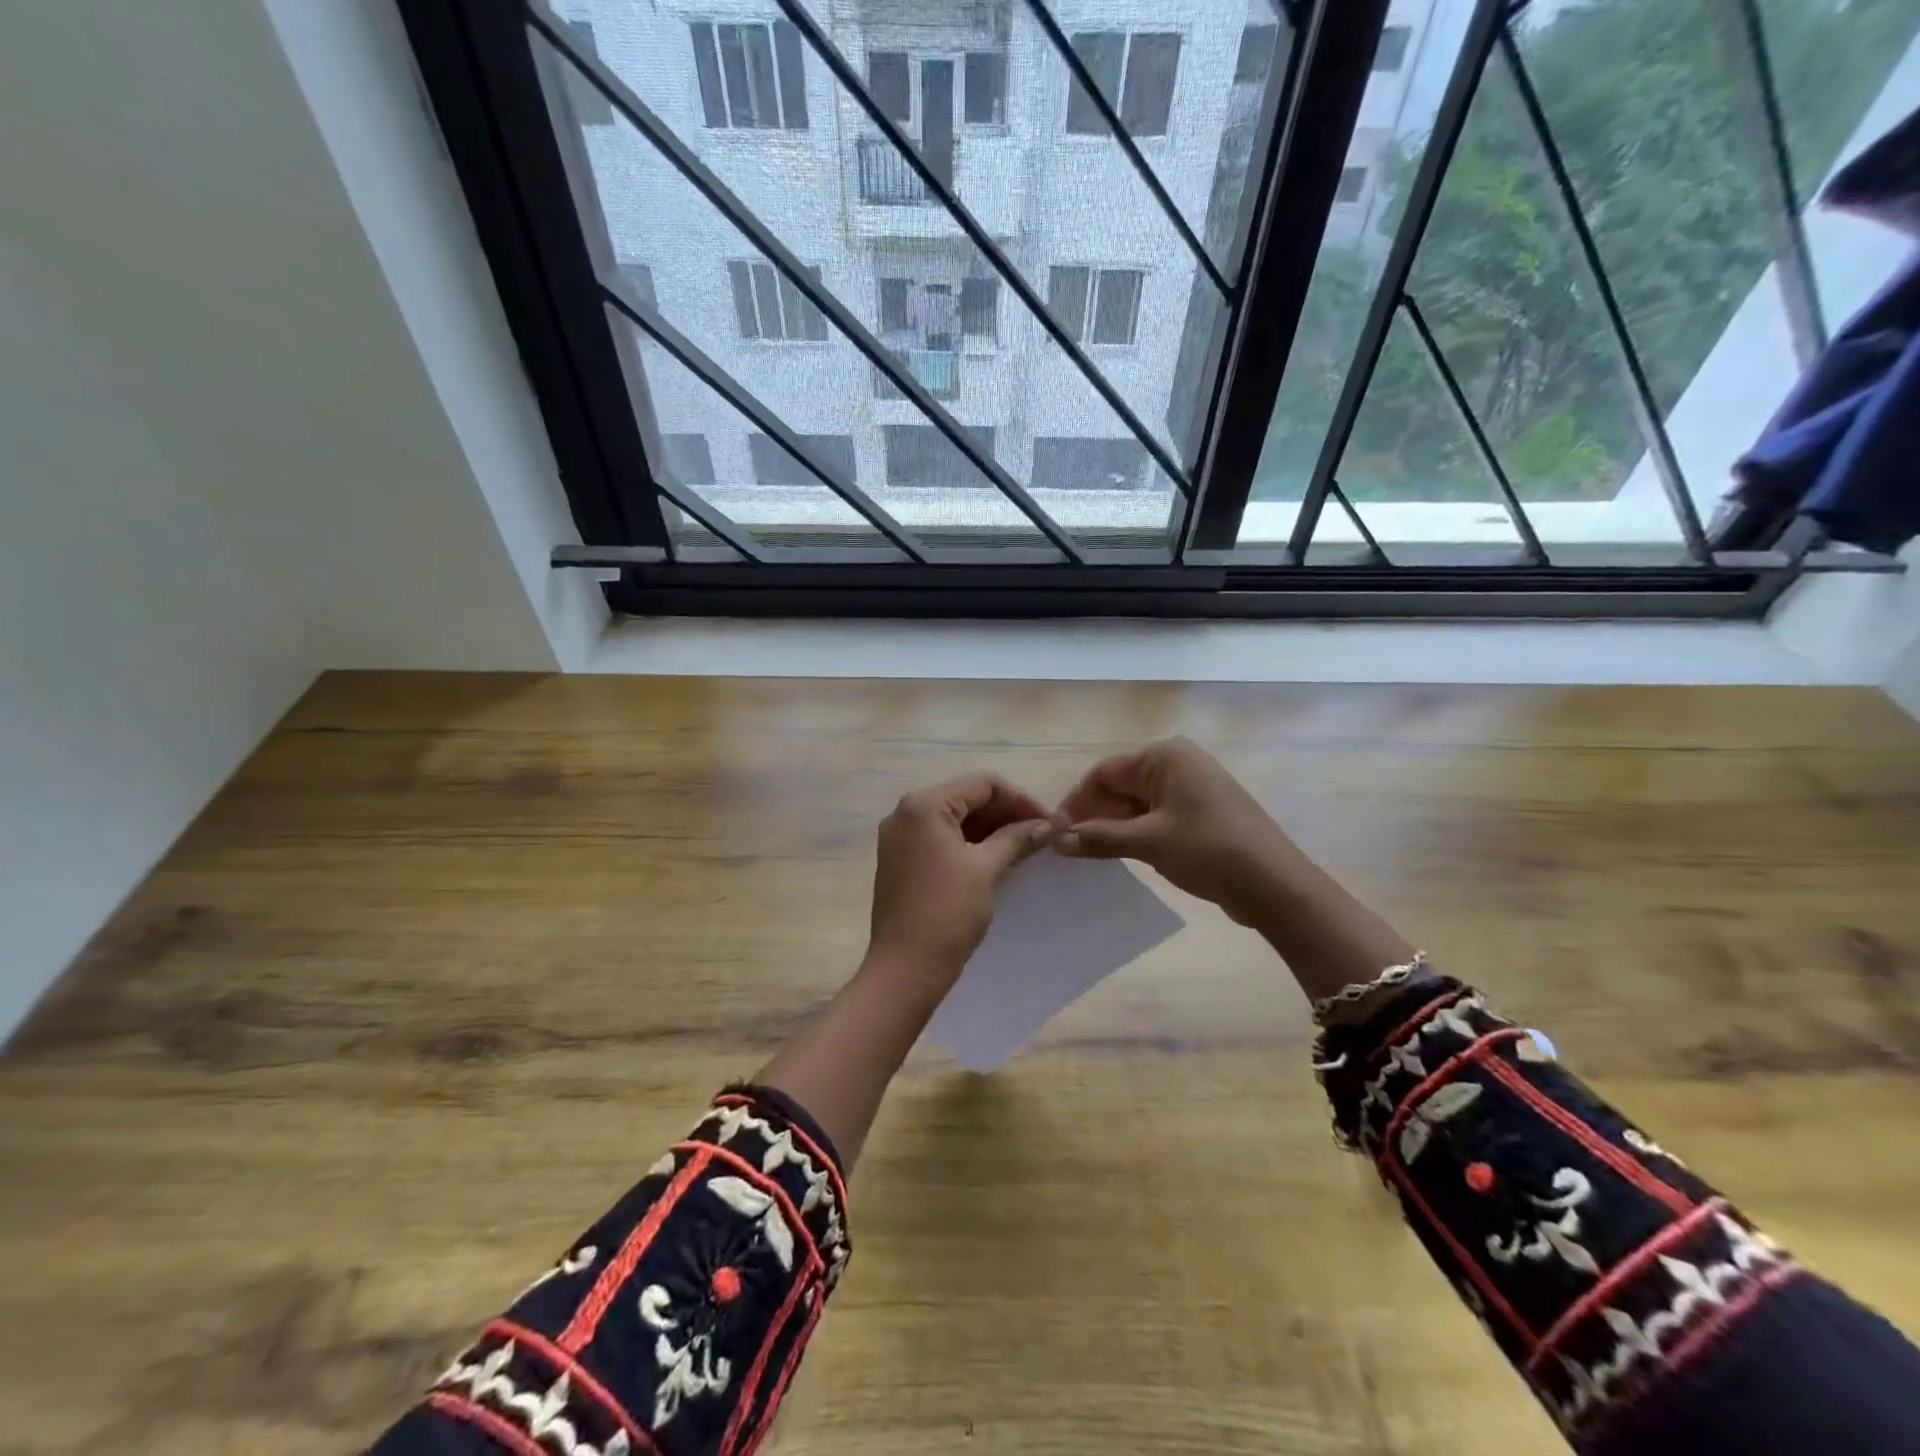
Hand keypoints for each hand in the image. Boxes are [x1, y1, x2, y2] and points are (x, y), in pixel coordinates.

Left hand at [865, 774, 1053, 992]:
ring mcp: (900, 837)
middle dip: (1006, 814)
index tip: (1050, 822)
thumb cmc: (947, 913)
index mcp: (924, 805)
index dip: (1021, 799)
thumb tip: (1049, 824)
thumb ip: (1017, 838)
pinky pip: (942, 839)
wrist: (905, 969)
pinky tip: (999, 859)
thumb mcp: (986, 869)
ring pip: (955, 820)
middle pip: (967, 799)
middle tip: (1042, 835)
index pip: (982, 785)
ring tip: (1026, 847)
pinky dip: (971, 844)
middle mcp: (906, 812)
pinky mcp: (901, 860)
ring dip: (991, 830)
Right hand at [1056, 738, 1295, 923]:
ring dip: (1114, 826)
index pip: (1105, 772)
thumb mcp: (1148, 842)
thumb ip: (1099, 838)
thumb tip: (1056, 840)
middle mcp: (1179, 763)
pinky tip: (1123, 855)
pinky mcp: (1203, 813)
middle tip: (1070, 847)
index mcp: (1165, 757)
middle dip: (1095, 814)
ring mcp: (1194, 788)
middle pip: (1121, 785)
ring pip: (1139, 803)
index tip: (1055, 831)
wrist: (1274, 884)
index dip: (1077, 801)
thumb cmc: (1208, 850)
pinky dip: (1137, 833)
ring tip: (1091, 854)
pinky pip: (1158, 816)